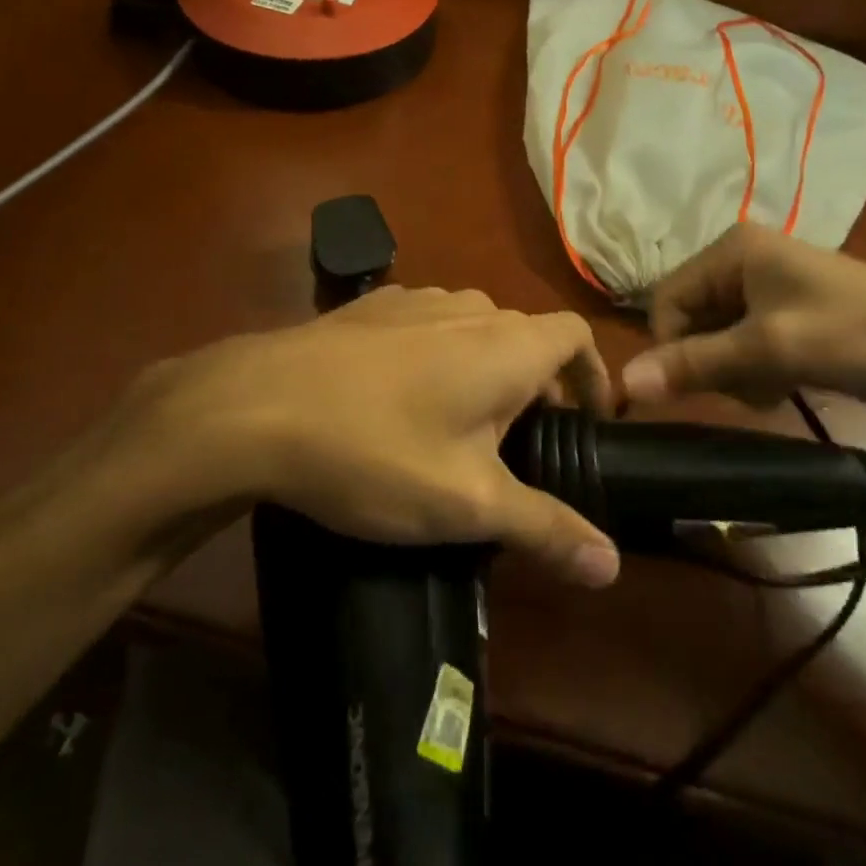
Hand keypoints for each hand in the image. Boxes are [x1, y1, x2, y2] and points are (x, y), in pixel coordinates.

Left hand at [87, 287, 621, 587]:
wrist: (255, 406)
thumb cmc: (378, 451)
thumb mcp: (466, 504)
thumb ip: (545, 527)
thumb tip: (611, 567)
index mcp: (506, 343)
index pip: (575, 336)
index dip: (592, 376)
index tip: (588, 423)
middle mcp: (468, 306)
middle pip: (524, 338)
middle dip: (534, 387)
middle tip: (518, 449)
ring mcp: (414, 298)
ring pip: (473, 331)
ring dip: (482, 372)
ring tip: (458, 430)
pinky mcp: (369, 307)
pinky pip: (426, 327)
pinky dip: (437, 358)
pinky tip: (398, 402)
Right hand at [622, 224, 865, 421]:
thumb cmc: (856, 336)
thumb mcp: (770, 349)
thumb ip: (695, 364)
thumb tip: (623, 381)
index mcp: (733, 248)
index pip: (666, 299)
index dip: (671, 345)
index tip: (697, 385)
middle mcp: (743, 257)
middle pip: (691, 317)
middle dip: (712, 360)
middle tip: (749, 385)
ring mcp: (768, 284)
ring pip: (717, 336)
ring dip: (735, 370)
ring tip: (773, 386)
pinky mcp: (788, 311)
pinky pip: (745, 342)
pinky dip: (755, 368)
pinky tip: (784, 384)